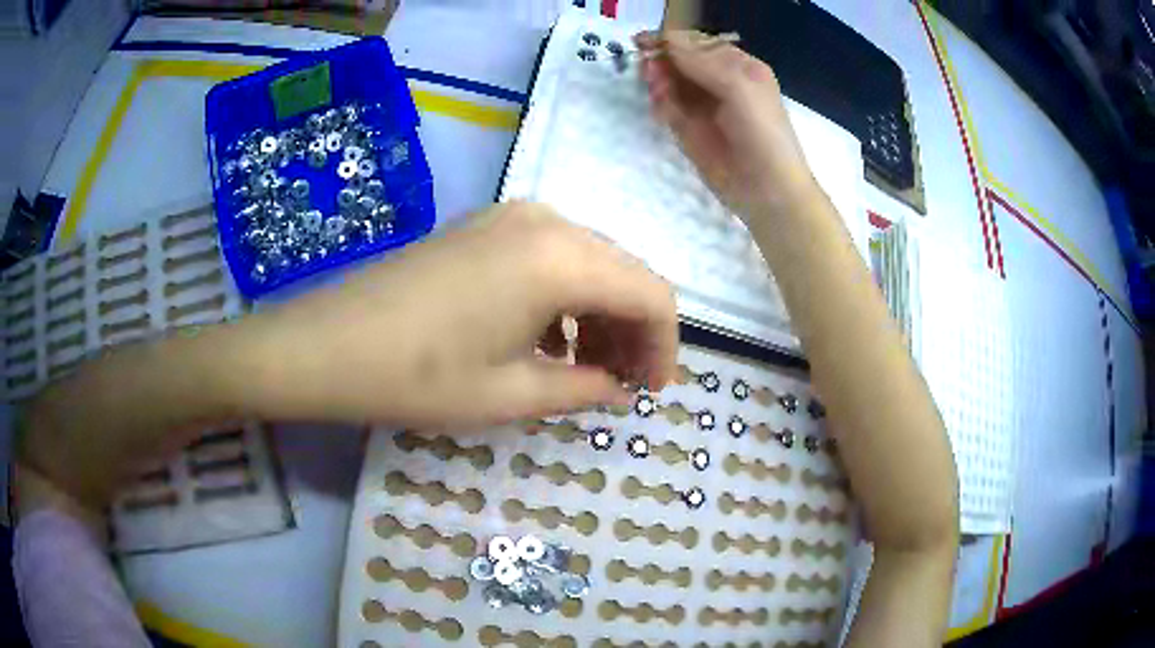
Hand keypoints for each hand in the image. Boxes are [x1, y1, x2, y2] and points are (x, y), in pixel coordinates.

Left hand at [240, 202, 678, 429]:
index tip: (651, 393)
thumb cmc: (416, 377)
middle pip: (625, 271)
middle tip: (622, 385)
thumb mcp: (509, 396)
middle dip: (635, 331)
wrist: (325, 343)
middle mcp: (546, 220)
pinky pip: (551, 255)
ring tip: (586, 369)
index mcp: (561, 258)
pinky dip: (566, 297)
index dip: (665, 347)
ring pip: (590, 261)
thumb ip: (583, 389)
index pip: (652, 295)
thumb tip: (619, 386)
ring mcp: (511, 215)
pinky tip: (547, 339)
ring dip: (601, 313)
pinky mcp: (484, 225)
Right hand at [637, 31, 818, 218]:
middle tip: (650, 68)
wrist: (767, 189)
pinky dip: (660, 103)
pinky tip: (662, 108)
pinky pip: (667, 106)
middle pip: (679, 59)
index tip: (647, 41)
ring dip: (658, 80)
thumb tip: (666, 39)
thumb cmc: (762, 132)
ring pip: (669, 81)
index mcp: (738, 66)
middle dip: (662, 60)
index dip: (673, 40)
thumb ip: (701, 61)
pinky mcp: (688, 129)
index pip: (698, 43)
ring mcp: (702, 105)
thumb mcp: (739, 86)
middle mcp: (719, 81)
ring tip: (657, 89)